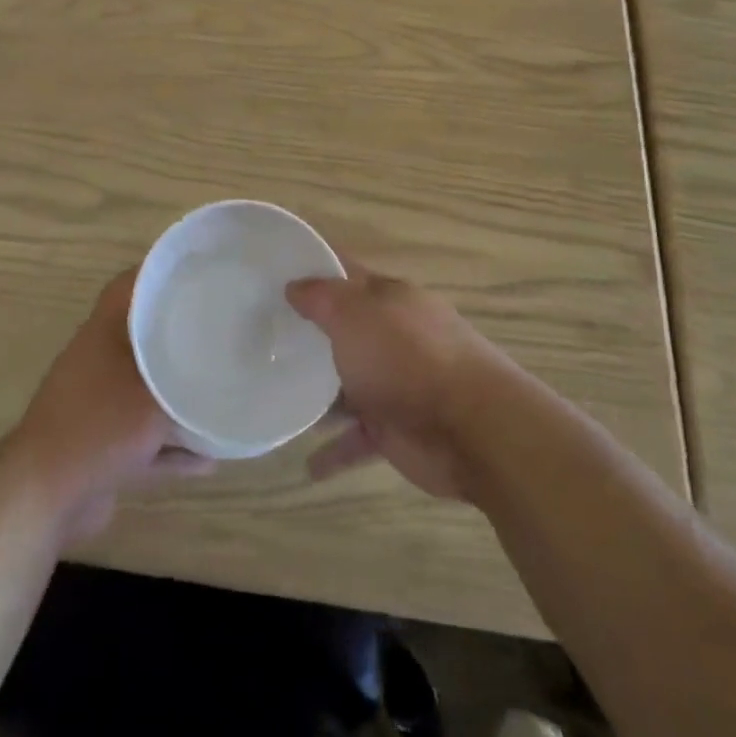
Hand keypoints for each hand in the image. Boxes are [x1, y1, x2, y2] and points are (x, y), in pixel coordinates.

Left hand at [3, 267, 211, 542]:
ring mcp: (97, 405)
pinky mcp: (100, 445)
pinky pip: (144, 437)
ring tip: (218, 396)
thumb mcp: (155, 397)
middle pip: (143, 337)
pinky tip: (208, 460)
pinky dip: (171, 446)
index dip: (160, 274)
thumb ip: (188, 381)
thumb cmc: (99, 427)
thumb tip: (218, 370)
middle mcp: (97, 361)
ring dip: (177, 396)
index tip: (197, 274)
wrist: (42, 497)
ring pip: (145, 390)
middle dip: (179, 336)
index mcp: (103, 332)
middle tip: (218, 332)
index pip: (130, 285)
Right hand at [286, 265, 506, 499]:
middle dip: (308, 334)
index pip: (345, 273)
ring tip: (276, 397)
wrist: (473, 428)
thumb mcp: (354, 314)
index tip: (272, 274)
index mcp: (388, 299)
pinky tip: (308, 466)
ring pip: (347, 384)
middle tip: (261, 338)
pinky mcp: (397, 430)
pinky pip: (358, 439)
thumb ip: (321, 298)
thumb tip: (294, 285)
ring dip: (318, 393)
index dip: (312, 270)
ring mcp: (396, 384)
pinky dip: (335, 452)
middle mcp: (393, 336)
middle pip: (344, 330)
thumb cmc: (407, 357)